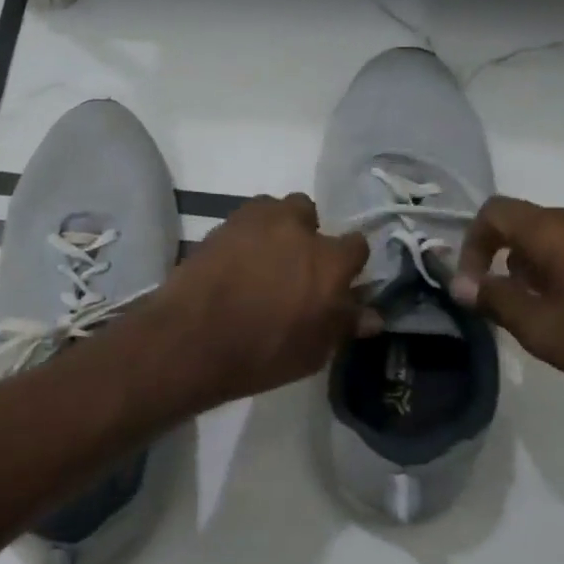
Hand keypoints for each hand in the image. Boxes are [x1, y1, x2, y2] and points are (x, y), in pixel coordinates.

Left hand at [145, 195, 370, 409]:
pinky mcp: (222, 224)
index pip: (356, 245)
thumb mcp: (313, 352)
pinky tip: (236, 259)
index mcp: (329, 261)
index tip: (337, 281)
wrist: (192, 339)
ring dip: (275, 227)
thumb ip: (343, 325)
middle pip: (310, 214)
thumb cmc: (262, 354)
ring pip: (275, 209)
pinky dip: (246, 233)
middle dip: (306, 234)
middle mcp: (297, 229)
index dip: (347, 263)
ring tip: (262, 258)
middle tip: (294, 266)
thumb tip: (371, 316)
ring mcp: (256, 221)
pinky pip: (244, 219)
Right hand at [453, 196, 563, 407]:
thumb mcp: (544, 330)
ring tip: (546, 316)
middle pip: (526, 225)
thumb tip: (463, 284)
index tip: (473, 286)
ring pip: (558, 239)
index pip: (494, 212)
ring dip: (537, 271)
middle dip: (505, 263)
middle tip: (509, 309)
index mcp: (558, 230)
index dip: (471, 244)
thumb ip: (497, 301)